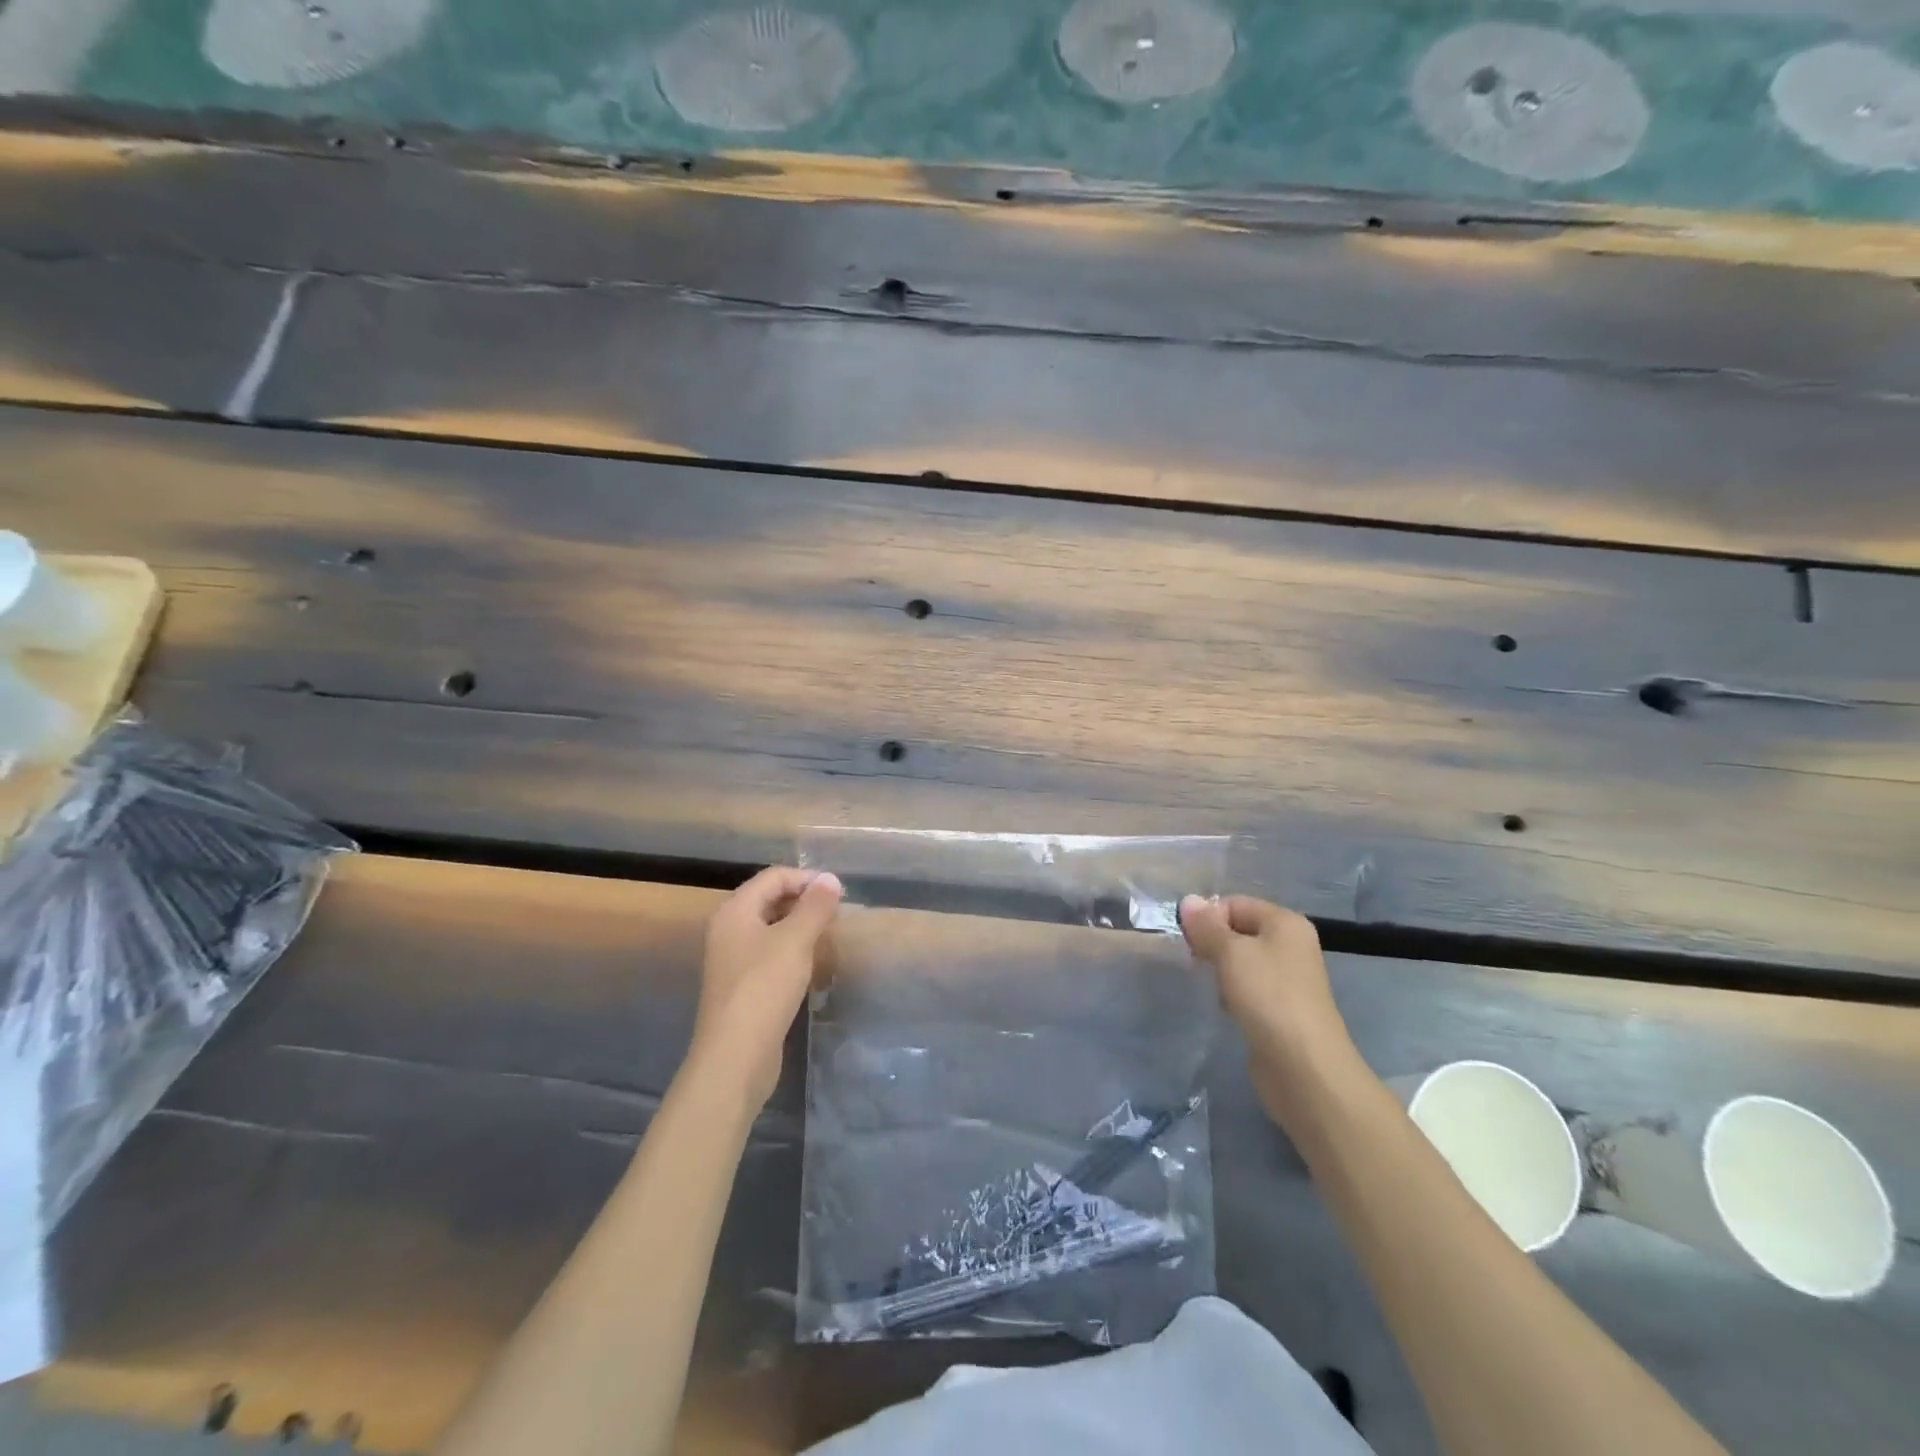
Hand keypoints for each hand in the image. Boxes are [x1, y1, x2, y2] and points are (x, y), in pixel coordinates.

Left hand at [691, 866, 842, 1109]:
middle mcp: (729, 930)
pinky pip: (771, 955)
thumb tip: (830, 878)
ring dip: (802, 928)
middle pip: (770, 900)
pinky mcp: (743, 986)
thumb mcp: (795, 941)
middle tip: (838, 915)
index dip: (807, 879)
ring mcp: (734, 960)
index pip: (774, 877)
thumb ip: (815, 907)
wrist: (735, 1058)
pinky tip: (814, 965)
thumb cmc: (764, 989)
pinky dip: (793, 952)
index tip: (839, 894)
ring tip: (831, 937)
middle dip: (805, 902)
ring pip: (772, 929)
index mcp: (735, 911)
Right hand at [1179, 894, 1361, 1129]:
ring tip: (1208, 985)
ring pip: (1242, 961)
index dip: (1208, 917)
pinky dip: (1232, 993)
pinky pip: (1249, 988)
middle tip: (1192, 961)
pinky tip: (1224, 1007)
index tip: (1187, 940)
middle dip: (1212, 943)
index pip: (1235, 903)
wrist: (1304, 1068)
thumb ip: (1207, 926)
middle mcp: (1291, 945)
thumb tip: (1188, 900)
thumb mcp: (1230, 953)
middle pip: (1239, 930)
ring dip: (1220, 969)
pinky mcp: (1281, 1009)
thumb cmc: (1268, 997)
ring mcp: (1288, 979)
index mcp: (1285, 923)